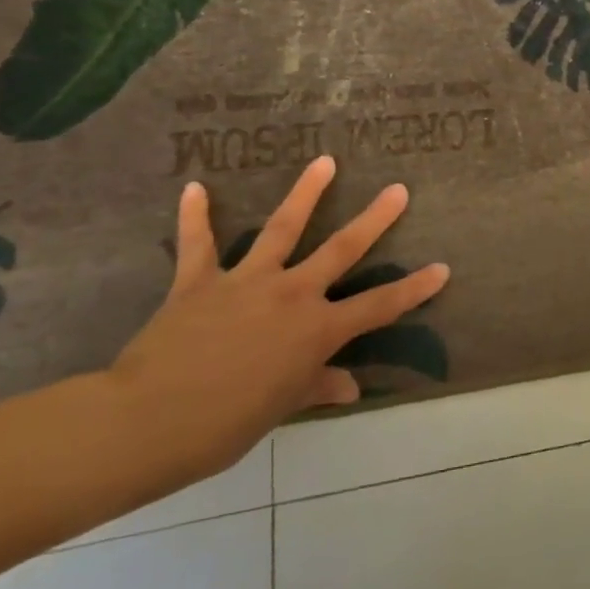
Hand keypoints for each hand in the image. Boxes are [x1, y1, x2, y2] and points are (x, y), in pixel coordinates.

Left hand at [106, 156, 448, 486]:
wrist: (147, 423)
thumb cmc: (223, 426)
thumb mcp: (280, 408)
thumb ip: (316, 387)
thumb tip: (350, 388)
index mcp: (315, 330)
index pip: (378, 306)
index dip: (414, 288)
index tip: (442, 268)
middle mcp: (291, 294)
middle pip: (342, 250)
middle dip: (375, 220)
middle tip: (398, 190)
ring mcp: (247, 281)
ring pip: (282, 228)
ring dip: (305, 192)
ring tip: (325, 161)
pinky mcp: (200, 281)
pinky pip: (198, 244)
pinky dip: (196, 216)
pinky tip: (195, 187)